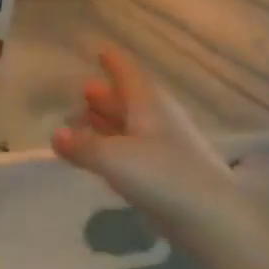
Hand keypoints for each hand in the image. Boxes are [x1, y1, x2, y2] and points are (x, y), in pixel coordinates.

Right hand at [52, 46, 237, 236]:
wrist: (212, 219)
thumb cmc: (161, 175)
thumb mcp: (112, 158)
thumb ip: (82, 146)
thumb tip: (57, 134)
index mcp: (148, 105)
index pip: (128, 73)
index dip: (114, 62)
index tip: (100, 50)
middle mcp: (159, 121)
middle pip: (129, 101)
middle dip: (106, 96)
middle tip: (83, 90)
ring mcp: (166, 149)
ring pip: (132, 127)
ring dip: (109, 123)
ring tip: (84, 121)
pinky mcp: (168, 177)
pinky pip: (135, 152)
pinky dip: (115, 149)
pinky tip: (104, 158)